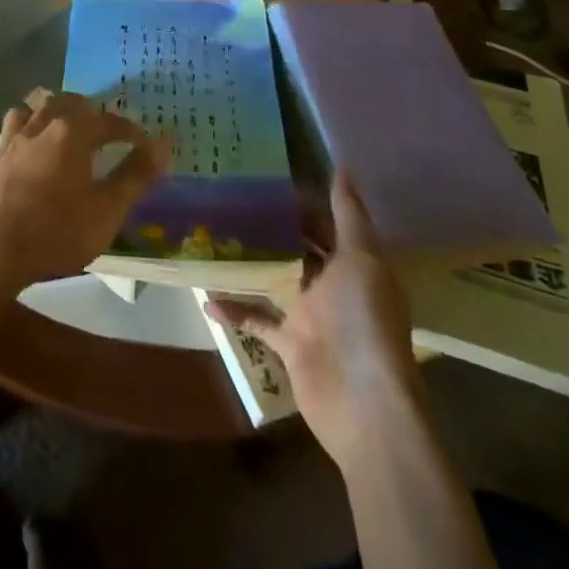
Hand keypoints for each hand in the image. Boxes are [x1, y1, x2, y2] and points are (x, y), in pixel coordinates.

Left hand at [0, 89, 167, 297]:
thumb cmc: (56, 231)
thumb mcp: (107, 210)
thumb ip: (135, 176)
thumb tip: (162, 145)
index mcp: (70, 133)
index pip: (107, 121)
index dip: (129, 130)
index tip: (145, 143)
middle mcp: (38, 128)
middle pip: (64, 103)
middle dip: (86, 110)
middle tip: (102, 125)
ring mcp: (8, 144)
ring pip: (28, 112)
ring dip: (46, 114)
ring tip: (58, 128)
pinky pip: (5, 141)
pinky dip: (19, 142)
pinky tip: (22, 156)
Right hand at [209, 172, 421, 466]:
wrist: (363, 403)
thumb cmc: (363, 320)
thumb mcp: (360, 258)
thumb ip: (348, 214)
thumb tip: (342, 165)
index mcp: (353, 264)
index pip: (326, 224)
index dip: (303, 201)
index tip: (266, 176)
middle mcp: (333, 287)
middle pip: (299, 250)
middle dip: (271, 228)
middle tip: (231, 198)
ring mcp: (309, 316)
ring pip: (275, 280)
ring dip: (250, 264)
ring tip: (214, 235)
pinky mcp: (289, 344)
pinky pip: (257, 319)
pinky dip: (234, 309)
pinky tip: (205, 295)